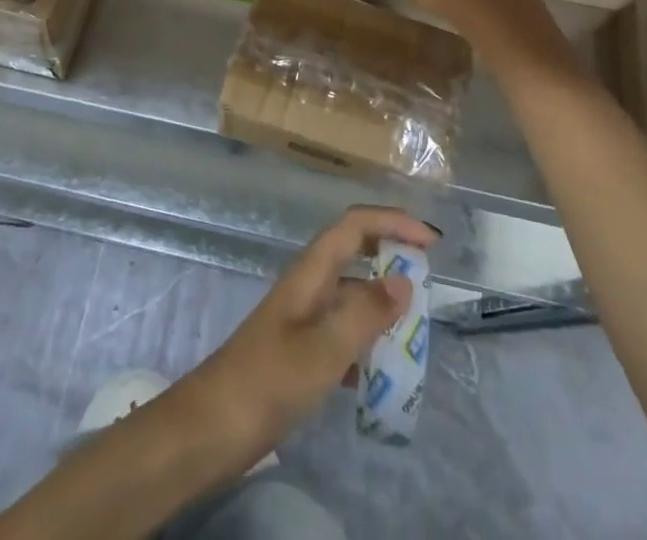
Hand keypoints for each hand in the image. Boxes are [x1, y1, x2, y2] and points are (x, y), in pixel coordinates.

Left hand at [181, 206, 438, 466]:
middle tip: (427, 280)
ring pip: (350, 294)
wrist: (215, 425)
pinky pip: (343, 332)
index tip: (431, 241)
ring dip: (381, 303)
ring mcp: (303, 317)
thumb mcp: (324, 349)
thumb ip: (365, 314)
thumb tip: (404, 279)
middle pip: (353, 250)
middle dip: (390, 254)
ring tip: (414, 332)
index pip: (354, 225)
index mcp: (311, 271)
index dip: (392, 222)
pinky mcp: (300, 350)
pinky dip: (366, 342)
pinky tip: (381, 374)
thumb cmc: (269, 379)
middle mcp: (308, 284)